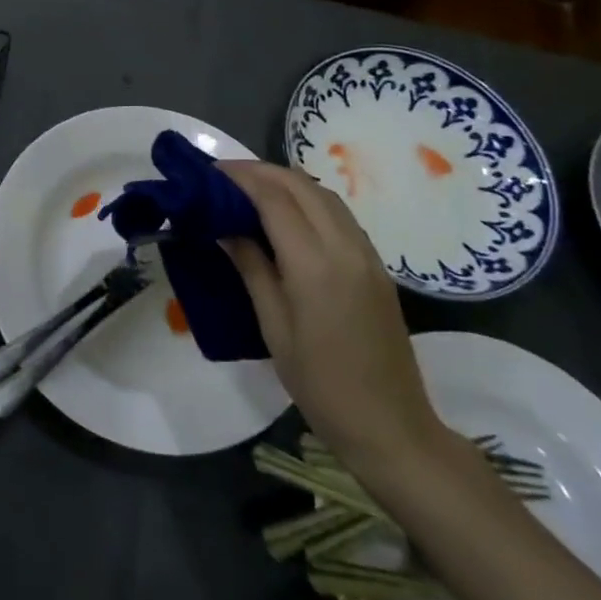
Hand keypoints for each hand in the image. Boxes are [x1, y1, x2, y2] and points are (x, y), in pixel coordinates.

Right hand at [220, 160, 442, 472]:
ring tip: (248, 190)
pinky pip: (339, 214)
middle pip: (300, 185)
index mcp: (315, 264)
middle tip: (223, 178)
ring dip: (285, 182)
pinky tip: (285, 214)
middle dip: (260, 172)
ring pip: (323, 194)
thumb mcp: (274, 328)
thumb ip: (252, 268)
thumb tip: (224, 227)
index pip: (273, 198)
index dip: (240, 178)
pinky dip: (307, 200)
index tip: (208, 173)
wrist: (392, 427)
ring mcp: (367, 254)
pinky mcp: (376, 265)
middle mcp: (345, 247)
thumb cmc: (321, 385)